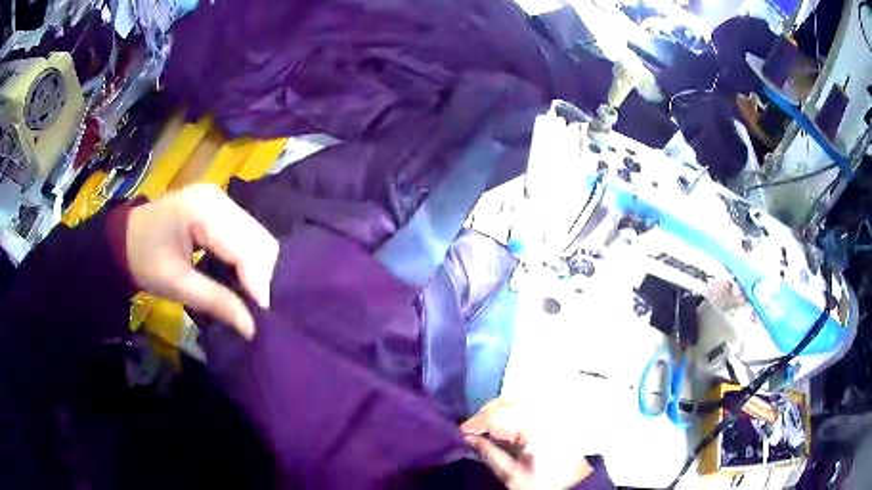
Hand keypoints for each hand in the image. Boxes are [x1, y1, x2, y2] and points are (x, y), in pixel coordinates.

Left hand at [126, 184, 278, 338]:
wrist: (125, 236)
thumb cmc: (143, 260)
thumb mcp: (174, 284)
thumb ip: (214, 301)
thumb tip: (251, 328)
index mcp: (202, 212)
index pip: (245, 248)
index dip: (258, 284)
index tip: (261, 318)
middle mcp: (219, 198)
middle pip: (259, 239)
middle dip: (262, 278)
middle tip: (255, 310)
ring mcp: (221, 198)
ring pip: (258, 236)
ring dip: (258, 269)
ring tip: (249, 297)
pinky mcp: (221, 205)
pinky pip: (247, 233)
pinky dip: (249, 259)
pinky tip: (240, 277)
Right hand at [461, 399, 593, 489]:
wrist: (573, 484)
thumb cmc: (542, 482)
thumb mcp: (511, 475)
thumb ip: (489, 453)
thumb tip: (468, 438)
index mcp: (534, 430)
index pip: (499, 416)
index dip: (477, 421)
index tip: (461, 431)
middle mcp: (544, 415)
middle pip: (509, 401)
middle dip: (486, 412)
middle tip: (472, 428)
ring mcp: (551, 413)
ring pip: (518, 399)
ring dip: (498, 409)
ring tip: (485, 426)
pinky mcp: (554, 416)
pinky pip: (528, 405)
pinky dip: (511, 410)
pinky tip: (503, 424)